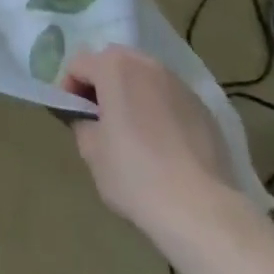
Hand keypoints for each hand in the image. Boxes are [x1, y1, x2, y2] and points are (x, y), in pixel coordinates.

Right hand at [62, 46, 246, 240]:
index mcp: (114, 67)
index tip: (73, 116)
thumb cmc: (135, 175)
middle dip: (102, 83)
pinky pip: (170, 99)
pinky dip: (159, 110)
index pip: (78, 64)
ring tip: (133, 130)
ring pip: (145, 78)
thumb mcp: (90, 151)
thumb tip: (89, 117)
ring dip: (132, 93)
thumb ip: (82, 122)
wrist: (202, 210)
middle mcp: (147, 65)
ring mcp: (180, 85)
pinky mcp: (204, 109)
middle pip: (114, 62)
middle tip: (100, 118)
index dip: (69, 88)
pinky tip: (163, 144)